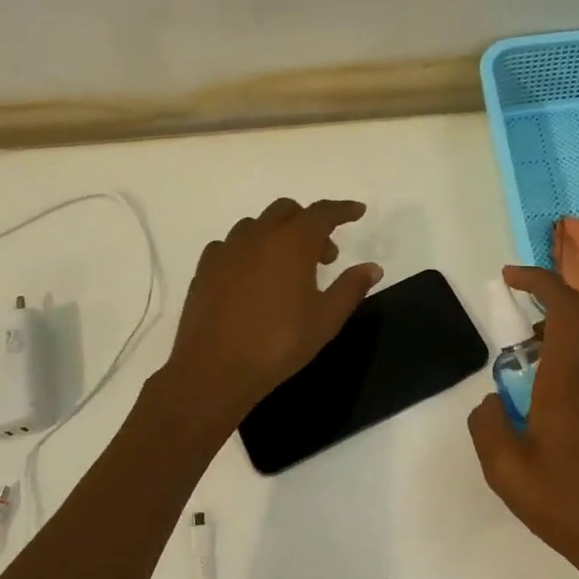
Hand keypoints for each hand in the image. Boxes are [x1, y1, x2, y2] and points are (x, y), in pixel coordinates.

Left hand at [166, 198, 382, 422]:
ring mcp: (228, 249)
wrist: (215, 368)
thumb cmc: (279, 343)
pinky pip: (231, 245)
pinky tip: (252, 276)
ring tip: (287, 268)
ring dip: (278, 234)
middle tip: (324, 256)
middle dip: (310, 223)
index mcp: (292, 243)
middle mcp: (258, 236)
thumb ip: (351, 288)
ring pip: (257, 225)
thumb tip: (372, 268)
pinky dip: (249, 250)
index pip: (322, 213)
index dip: (343, 210)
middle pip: (287, 211)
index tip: (357, 211)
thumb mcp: (326, 319)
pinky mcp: (205, 267)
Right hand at [467, 266, 578, 578]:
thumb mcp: (506, 472)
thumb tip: (494, 401)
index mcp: (571, 385)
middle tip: (514, 365)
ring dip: (561, 377)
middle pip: (577, 333)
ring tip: (541, 429)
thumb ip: (488, 424)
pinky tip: (577, 455)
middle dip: (541, 333)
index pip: (567, 308)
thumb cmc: (571, 510)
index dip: (541, 281)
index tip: (512, 278)